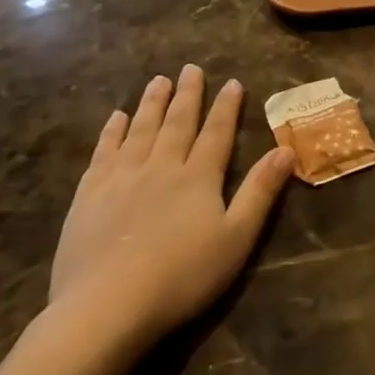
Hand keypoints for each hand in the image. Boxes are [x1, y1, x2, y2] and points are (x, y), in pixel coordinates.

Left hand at [49, 65, 294, 347]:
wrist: (107, 306)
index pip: (217, 133)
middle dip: (187, 95)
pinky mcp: (89, 196)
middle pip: (177, 123)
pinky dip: (111, 131)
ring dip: (151, 104)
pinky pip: (103, 152)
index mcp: (198, 178)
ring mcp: (120, 179)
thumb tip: (285, 150)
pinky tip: (115, 118)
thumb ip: (260, 192)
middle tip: (190, 68)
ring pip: (139, 130)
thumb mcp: (236, 237)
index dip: (226, 107)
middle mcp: (160, 167)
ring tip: (157, 80)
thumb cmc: (183, 276)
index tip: (232, 82)